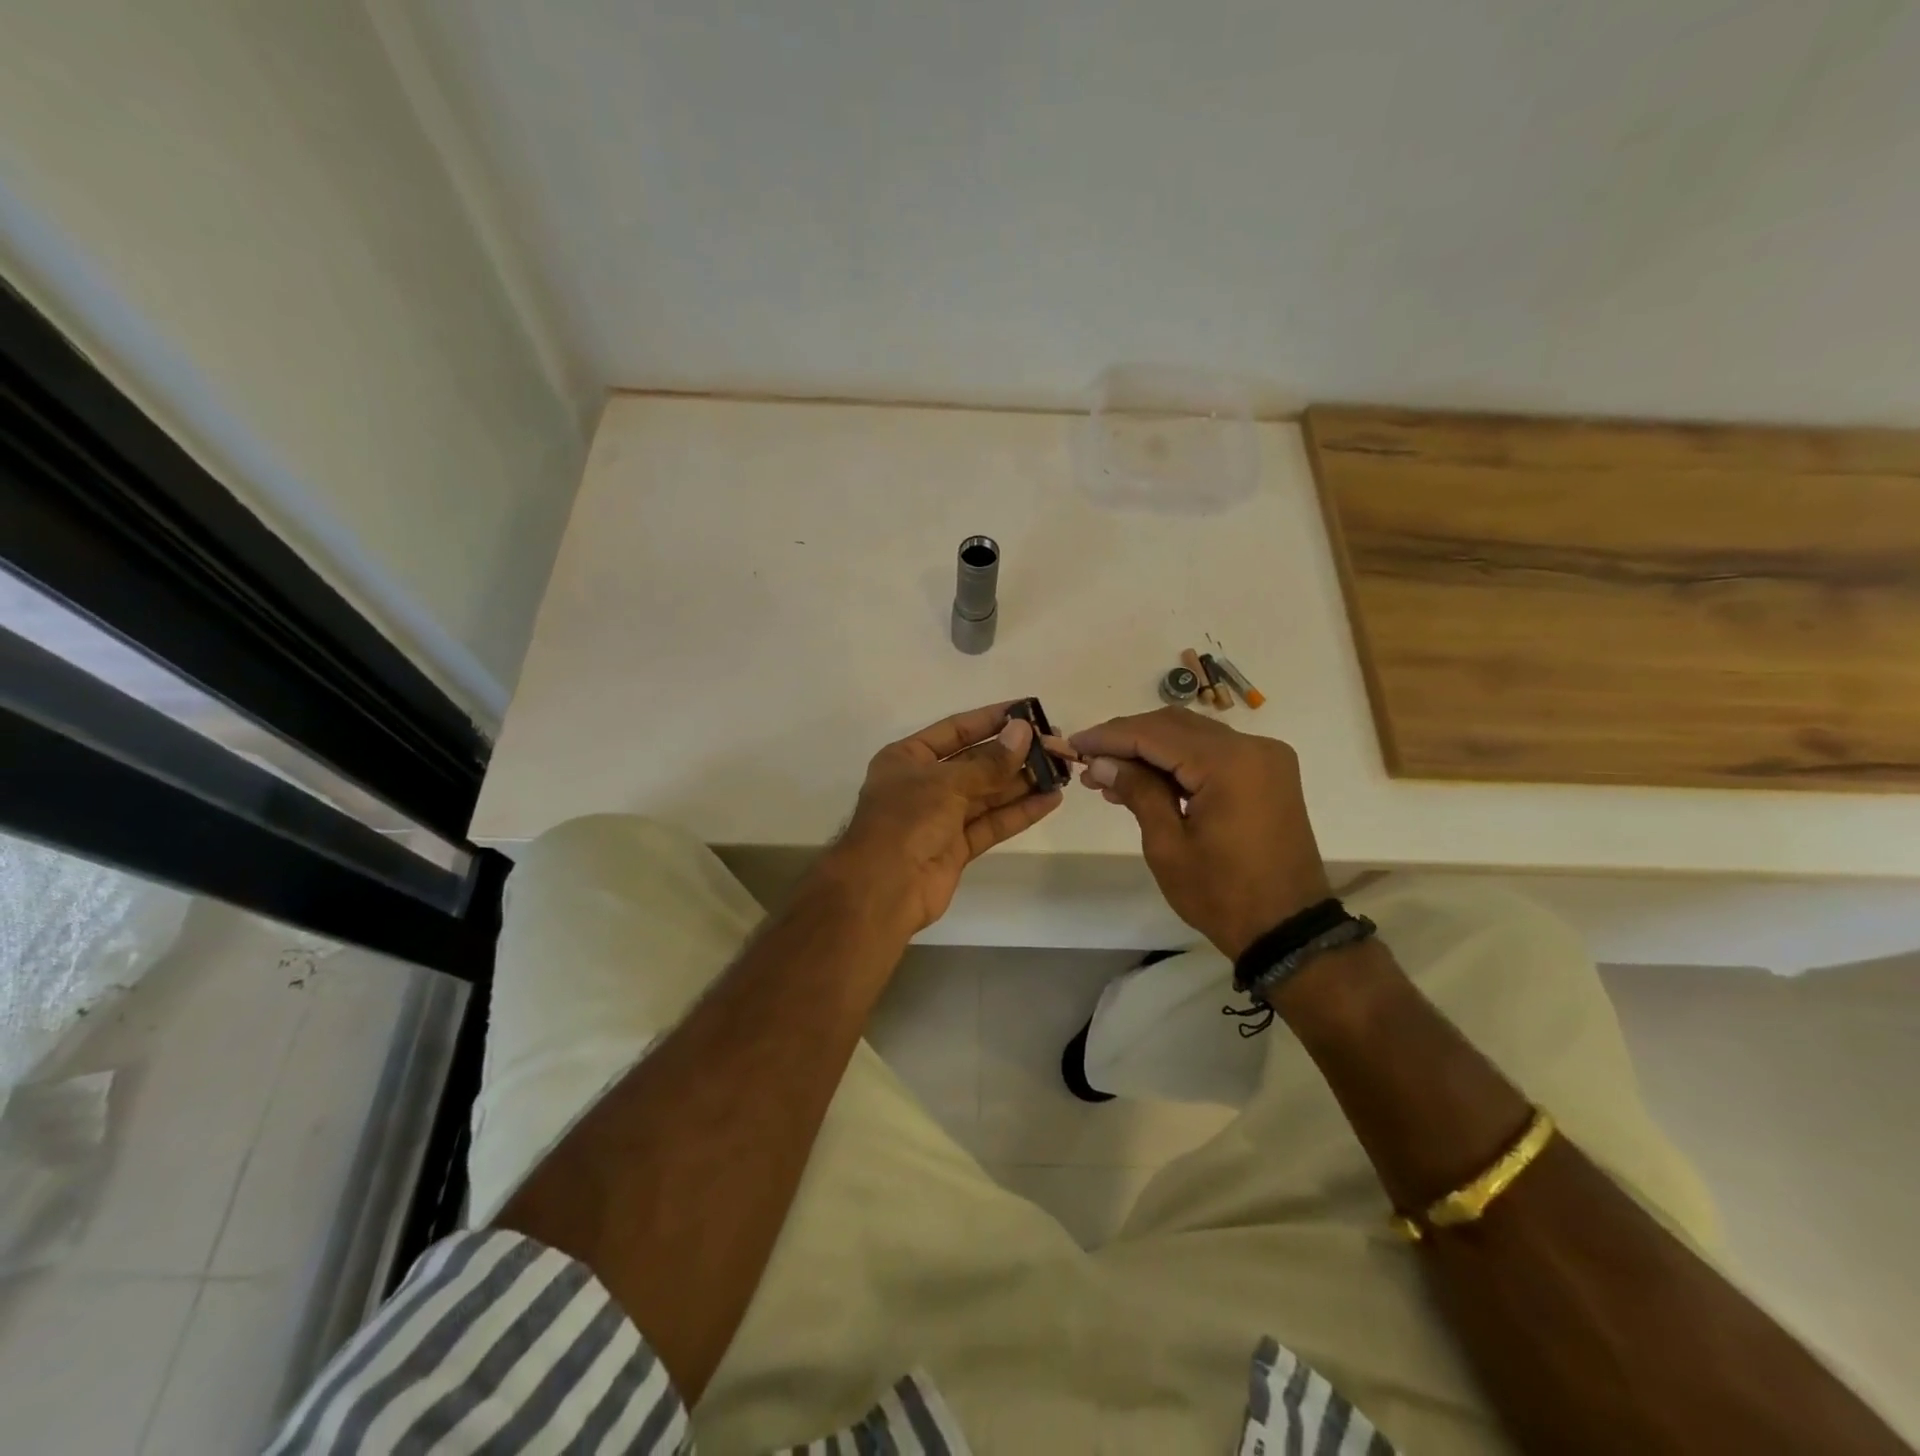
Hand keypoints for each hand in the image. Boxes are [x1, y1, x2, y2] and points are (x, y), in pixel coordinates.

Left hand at [821, 702, 1063, 933]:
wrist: (882, 890)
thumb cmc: (905, 821)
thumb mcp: (946, 783)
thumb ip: (989, 762)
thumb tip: (1024, 732)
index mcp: (908, 758)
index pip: (956, 730)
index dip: (991, 719)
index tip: (1028, 710)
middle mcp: (924, 784)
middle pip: (976, 762)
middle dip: (1014, 753)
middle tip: (1055, 743)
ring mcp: (941, 817)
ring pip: (988, 794)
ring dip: (1023, 782)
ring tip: (1061, 769)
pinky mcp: (957, 847)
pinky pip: (992, 823)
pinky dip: (1019, 812)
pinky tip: (1050, 799)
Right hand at [1070, 708, 1330, 959]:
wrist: (1287, 929)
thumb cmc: (1222, 894)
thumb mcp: (1168, 846)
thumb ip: (1137, 792)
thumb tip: (1101, 761)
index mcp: (1228, 763)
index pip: (1154, 734)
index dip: (1109, 736)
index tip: (1074, 744)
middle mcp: (1252, 747)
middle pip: (1174, 725)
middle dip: (1127, 739)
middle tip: (1089, 761)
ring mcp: (1265, 758)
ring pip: (1193, 735)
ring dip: (1150, 748)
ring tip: (1109, 775)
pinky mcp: (1268, 773)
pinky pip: (1214, 752)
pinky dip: (1178, 760)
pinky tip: (1146, 780)